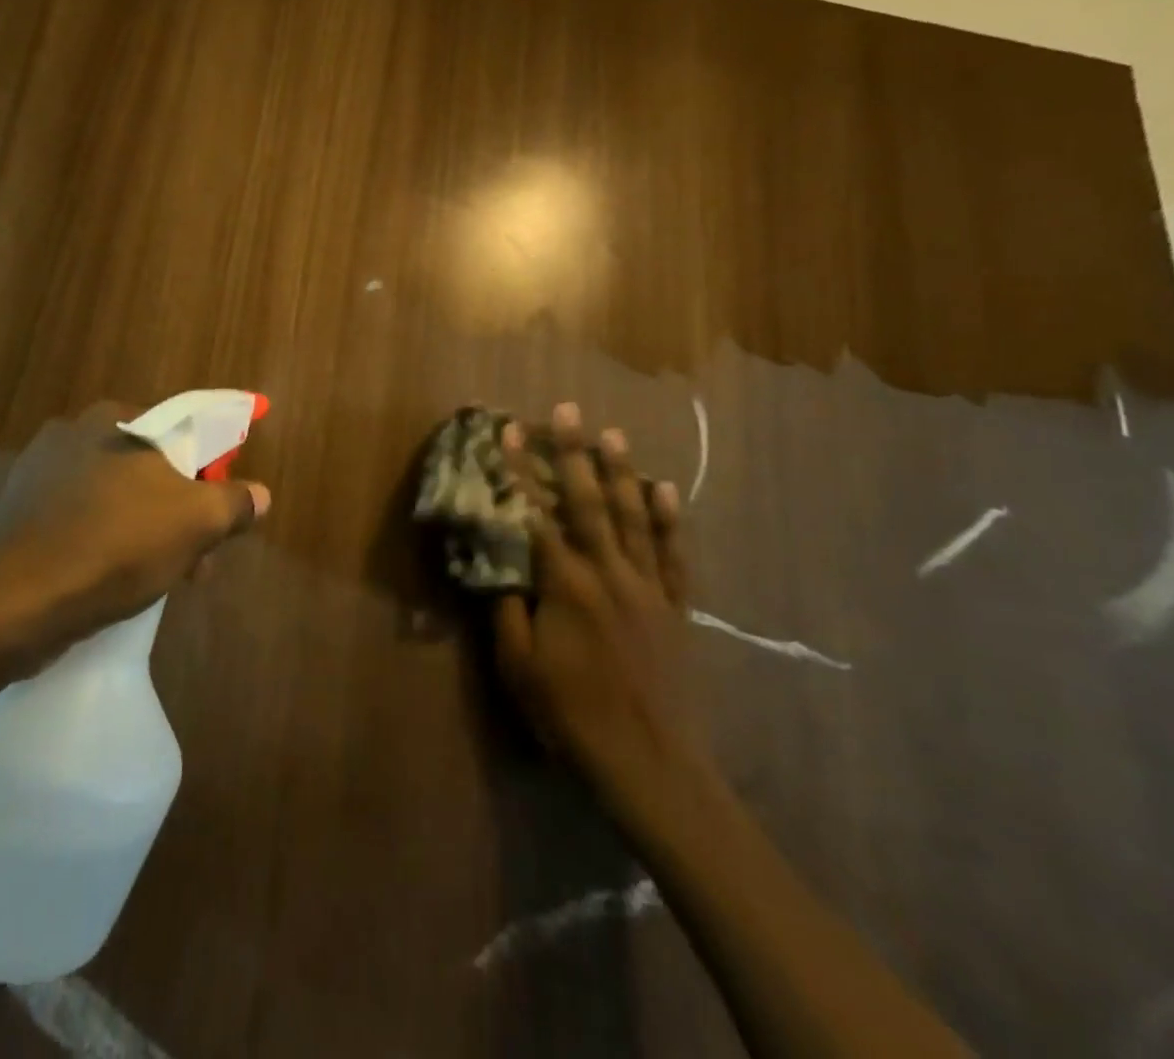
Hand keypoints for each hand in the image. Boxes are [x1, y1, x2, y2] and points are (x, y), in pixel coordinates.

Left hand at [0, 403, 271, 660]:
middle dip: (182, 510)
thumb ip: (235, 502)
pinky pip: (83, 520)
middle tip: (199, 557)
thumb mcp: (197, 522)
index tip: (222, 511)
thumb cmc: (117, 545)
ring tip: (165, 579)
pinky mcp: (19, 514)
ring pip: (118, 497)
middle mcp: (74, 433)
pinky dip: (108, 543)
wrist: (15, 603)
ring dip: (149, 530)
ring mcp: (39, 474)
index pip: (184, 429)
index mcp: (116, 419)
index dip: (213, 469)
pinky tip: (117, 581)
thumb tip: (260, 495)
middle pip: (151, 466)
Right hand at [493, 402, 713, 831]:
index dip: (519, 470)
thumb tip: (498, 565)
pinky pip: (672, 554)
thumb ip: (507, 610)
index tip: (509, 431)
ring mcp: (647, 587)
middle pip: (589, 501)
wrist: (650, 764)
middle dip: (575, 452)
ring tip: (613, 434)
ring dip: (621, 472)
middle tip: (569, 410)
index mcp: (566, 584)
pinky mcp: (675, 607)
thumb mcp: (519, 667)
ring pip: (633, 517)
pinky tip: (665, 490)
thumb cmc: (573, 716)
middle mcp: (609, 573)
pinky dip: (668, 520)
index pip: (537, 514)